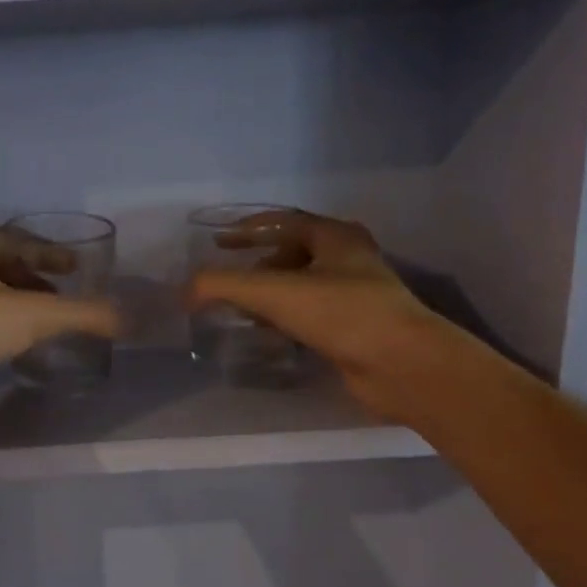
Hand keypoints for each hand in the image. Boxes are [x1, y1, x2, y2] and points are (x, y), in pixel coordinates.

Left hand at [0, 229, 119, 423]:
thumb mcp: (32, 315)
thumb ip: (82, 314)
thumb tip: (130, 319)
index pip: (13, 238)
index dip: (48, 250)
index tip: (75, 266)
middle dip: (33, 278)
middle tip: (62, 295)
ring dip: (18, 306)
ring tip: (46, 324)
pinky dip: (2, 331)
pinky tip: (18, 350)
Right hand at [185, 210, 456, 420]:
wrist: (401, 365)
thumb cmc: (341, 314)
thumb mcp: (273, 292)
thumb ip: (223, 286)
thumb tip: (185, 291)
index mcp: (336, 237)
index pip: (285, 222)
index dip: (248, 230)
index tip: (219, 242)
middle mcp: (349, 260)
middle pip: (295, 252)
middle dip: (259, 263)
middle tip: (230, 278)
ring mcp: (356, 296)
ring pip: (303, 285)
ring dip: (271, 293)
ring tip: (242, 308)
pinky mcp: (355, 329)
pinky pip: (312, 314)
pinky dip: (286, 318)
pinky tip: (269, 333)